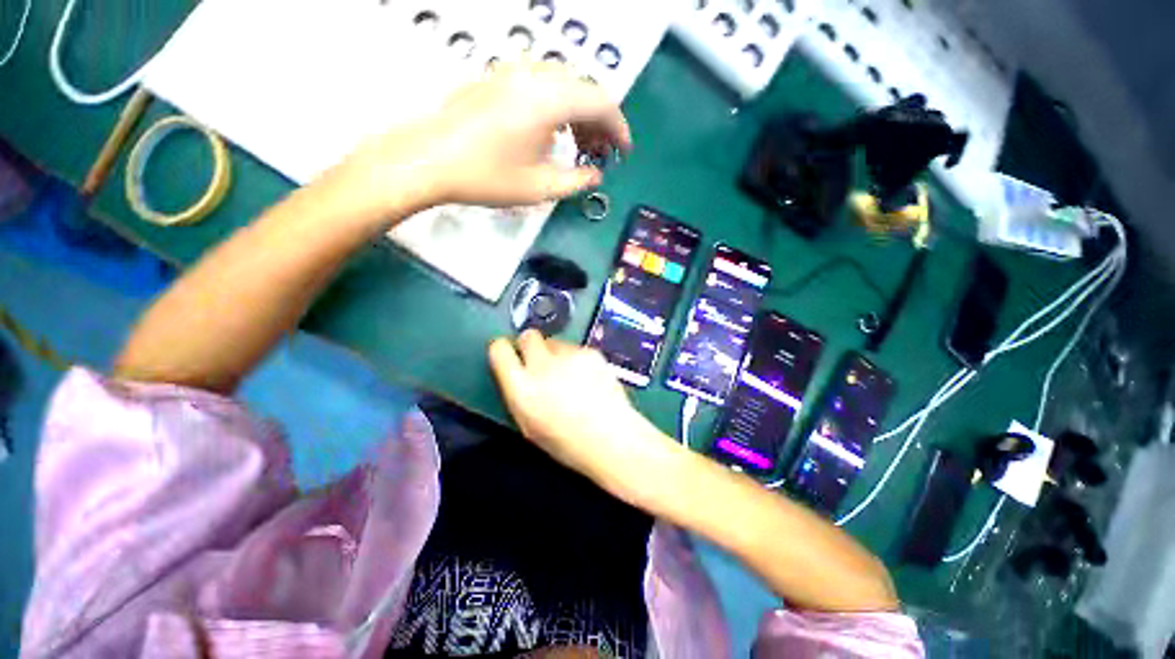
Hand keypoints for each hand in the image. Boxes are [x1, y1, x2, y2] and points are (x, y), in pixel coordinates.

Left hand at [337, 61, 631, 217]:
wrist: (430, 159)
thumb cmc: (487, 176)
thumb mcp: (539, 187)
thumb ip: (576, 181)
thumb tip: (596, 175)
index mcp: (550, 99)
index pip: (602, 104)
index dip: (619, 129)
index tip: (624, 153)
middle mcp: (537, 75)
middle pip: (585, 90)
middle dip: (600, 123)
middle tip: (601, 154)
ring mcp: (515, 71)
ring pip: (565, 85)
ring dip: (580, 114)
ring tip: (580, 146)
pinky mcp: (500, 77)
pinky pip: (543, 84)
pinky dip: (559, 107)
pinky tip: (553, 132)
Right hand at [488, 331, 674, 493]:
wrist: (612, 438)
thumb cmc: (567, 442)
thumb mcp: (529, 424)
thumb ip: (519, 393)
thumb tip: (517, 374)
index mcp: (521, 388)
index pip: (499, 350)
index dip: (502, 349)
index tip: (508, 354)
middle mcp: (542, 366)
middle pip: (528, 336)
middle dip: (530, 345)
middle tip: (540, 362)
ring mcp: (569, 356)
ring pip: (554, 342)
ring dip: (556, 354)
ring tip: (571, 376)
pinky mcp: (591, 352)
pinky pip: (576, 349)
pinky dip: (577, 359)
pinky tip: (589, 378)